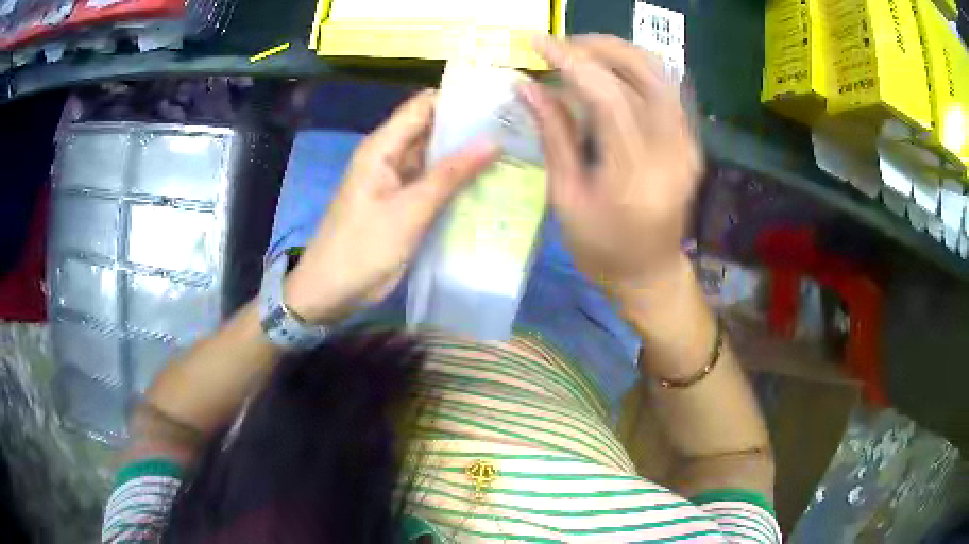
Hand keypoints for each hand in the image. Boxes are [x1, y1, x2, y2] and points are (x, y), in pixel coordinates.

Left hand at [284, 90, 498, 323]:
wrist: (332, 291)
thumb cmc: (364, 247)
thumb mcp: (410, 210)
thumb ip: (451, 174)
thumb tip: (494, 141)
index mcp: (383, 147)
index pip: (424, 106)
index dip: (459, 98)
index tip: (500, 100)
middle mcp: (391, 156)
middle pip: (433, 129)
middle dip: (470, 127)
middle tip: (516, 128)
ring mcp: (398, 181)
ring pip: (436, 157)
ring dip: (467, 155)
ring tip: (512, 150)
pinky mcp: (404, 203)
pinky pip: (434, 183)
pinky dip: (458, 181)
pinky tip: (489, 181)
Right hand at [520, 34, 702, 301]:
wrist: (650, 274)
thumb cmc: (602, 249)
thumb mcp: (567, 197)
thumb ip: (553, 135)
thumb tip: (527, 86)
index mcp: (635, 174)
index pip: (609, 96)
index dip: (573, 62)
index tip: (539, 42)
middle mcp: (672, 151)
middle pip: (645, 72)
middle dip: (600, 47)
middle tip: (562, 45)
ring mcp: (688, 144)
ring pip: (662, 73)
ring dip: (621, 53)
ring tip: (583, 53)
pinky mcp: (691, 141)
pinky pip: (668, 88)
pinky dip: (638, 69)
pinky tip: (611, 72)